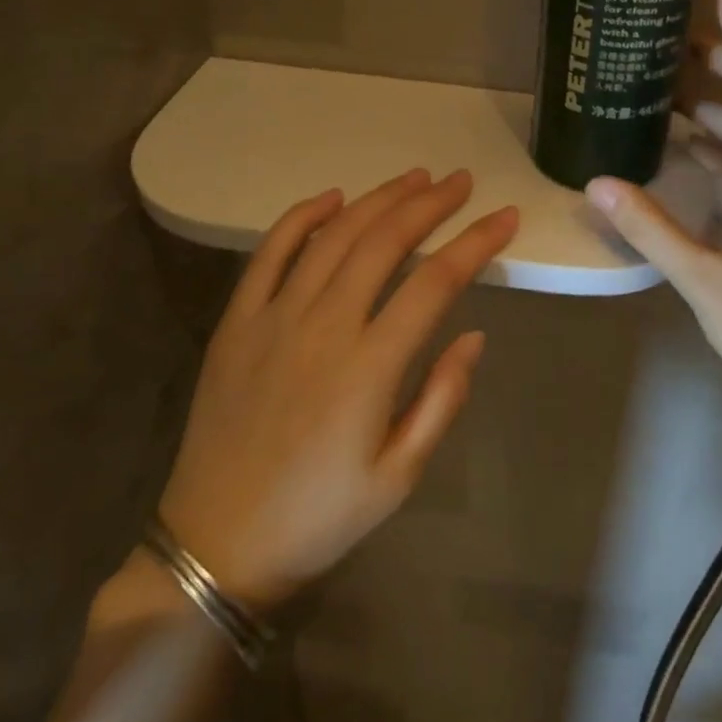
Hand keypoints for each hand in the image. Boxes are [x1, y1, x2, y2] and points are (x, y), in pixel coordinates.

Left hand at [157, 170, 517, 608]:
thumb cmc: (319, 516)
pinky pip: (270, 253)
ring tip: (413, 178)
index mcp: (368, 367)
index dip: (475, 242)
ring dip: (377, 199)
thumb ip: (441, 400)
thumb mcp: (398, 477)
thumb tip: (474, 336)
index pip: (435, 282)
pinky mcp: (237, 321)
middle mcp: (323, 326)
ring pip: (334, 236)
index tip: (505, 217)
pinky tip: (331, 197)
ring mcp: (274, 317)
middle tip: (460, 181)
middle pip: (384, 242)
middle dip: (429, 204)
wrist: (217, 544)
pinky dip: (302, 217)